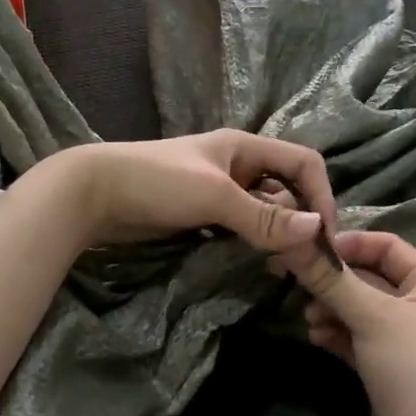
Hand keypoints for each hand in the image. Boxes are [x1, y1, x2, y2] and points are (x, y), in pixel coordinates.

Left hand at [42, 130, 337, 250]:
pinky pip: (240, 227)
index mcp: (245, 147)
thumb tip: (317, 232)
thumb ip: (265, 215)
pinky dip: (253, 243)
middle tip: (303, 262)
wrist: (91, 194)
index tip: (324, 237)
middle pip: (286, 189)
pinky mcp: (200, 214)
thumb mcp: (216, 196)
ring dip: (277, 236)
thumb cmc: (157, 182)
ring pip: (264, 212)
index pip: (303, 163)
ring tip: (282, 268)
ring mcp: (217, 190)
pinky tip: (255, 264)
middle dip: (300, 221)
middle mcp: (237, 165)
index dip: (321, 195)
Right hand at [278, 231, 415, 415]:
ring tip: (309, 317)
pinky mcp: (386, 367)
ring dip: (331, 309)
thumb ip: (331, 279)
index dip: (349, 244)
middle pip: (370, 278)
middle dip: (334, 281)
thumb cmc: (412, 369)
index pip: (388, 246)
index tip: (309, 250)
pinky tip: (316, 338)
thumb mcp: (372, 317)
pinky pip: (356, 338)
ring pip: (359, 309)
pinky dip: (336, 334)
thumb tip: (292, 241)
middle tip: (296, 283)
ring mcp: (404, 339)